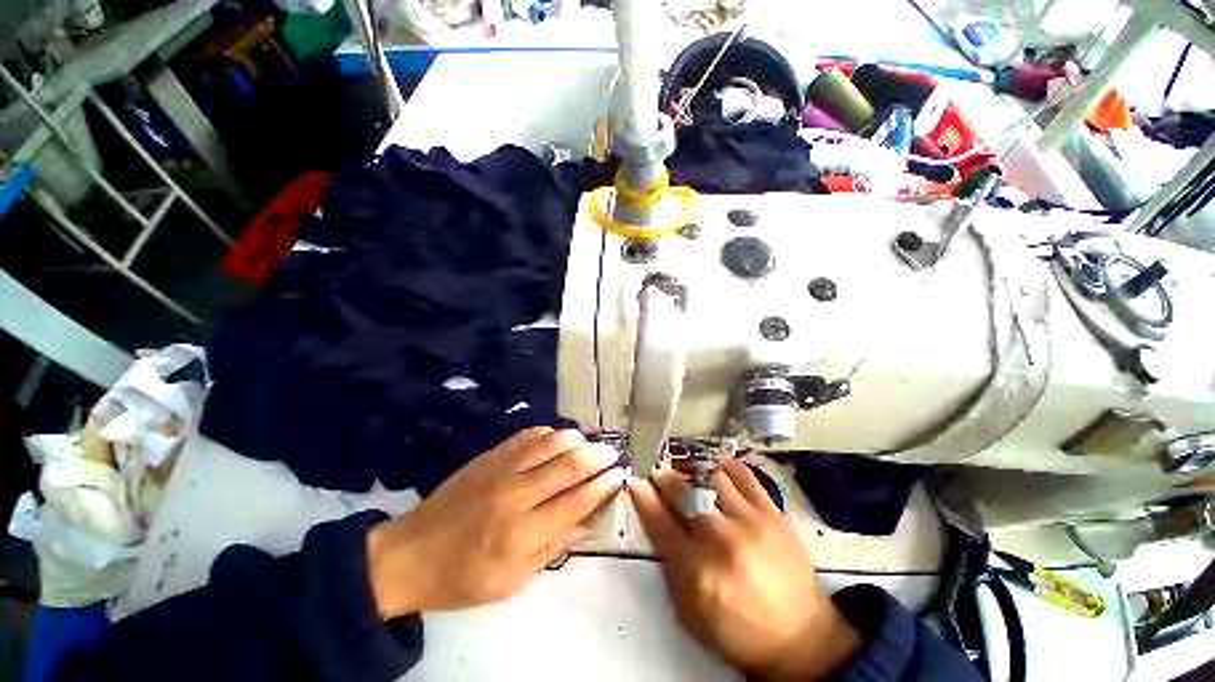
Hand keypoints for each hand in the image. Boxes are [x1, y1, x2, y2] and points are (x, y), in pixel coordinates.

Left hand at [367, 427, 623, 616]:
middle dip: (599, 457)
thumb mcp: (515, 579)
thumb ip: (556, 544)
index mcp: (522, 534)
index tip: (619, 475)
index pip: (577, 501)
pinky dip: (552, 433)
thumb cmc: (464, 576)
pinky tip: (561, 438)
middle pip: (569, 465)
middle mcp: (516, 495)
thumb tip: (590, 516)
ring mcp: (501, 468)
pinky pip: (530, 434)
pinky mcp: (490, 455)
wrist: (412, 553)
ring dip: (578, 440)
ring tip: (591, 445)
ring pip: (552, 442)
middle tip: (613, 455)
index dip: (603, 485)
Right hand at [629, 458, 860, 681]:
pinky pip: (744, 475)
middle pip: (683, 493)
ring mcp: (749, 521)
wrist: (802, 639)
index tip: (636, 481)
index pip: (660, 522)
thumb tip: (656, 522)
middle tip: (658, 471)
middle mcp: (720, 539)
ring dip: (692, 468)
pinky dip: (726, 465)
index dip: (644, 497)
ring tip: (685, 468)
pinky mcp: (772, 512)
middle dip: (665, 477)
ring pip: (711, 477)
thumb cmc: (739, 631)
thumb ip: (670, 568)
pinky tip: (716, 465)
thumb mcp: (692, 614)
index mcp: (697, 570)